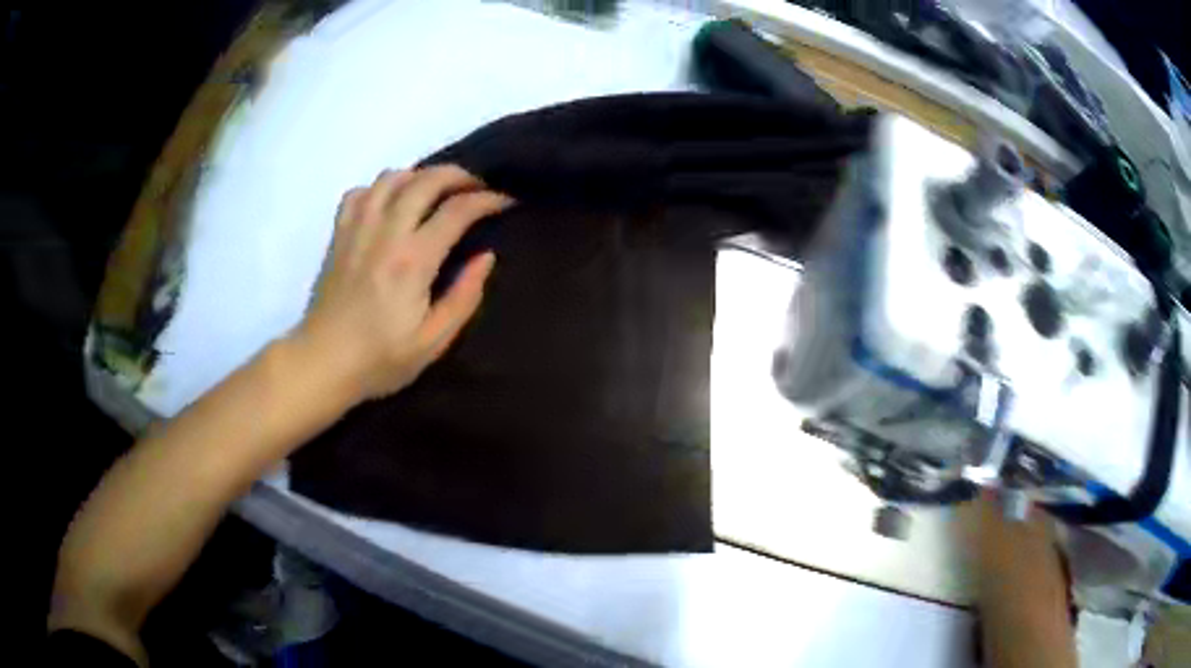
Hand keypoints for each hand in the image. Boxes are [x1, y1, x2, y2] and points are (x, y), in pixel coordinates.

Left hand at [295, 165, 511, 403]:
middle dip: (458, 175)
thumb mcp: (433, 342)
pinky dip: (379, 188)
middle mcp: (385, 233)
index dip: (487, 200)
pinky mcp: (338, 235)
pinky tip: (389, 203)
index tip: (505, 202)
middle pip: (425, 180)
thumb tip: (485, 257)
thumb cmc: (379, 359)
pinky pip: (359, 192)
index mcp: (413, 261)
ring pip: (391, 177)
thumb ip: (464, 297)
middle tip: (476, 187)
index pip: (457, 211)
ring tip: (435, 191)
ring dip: (420, 175)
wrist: (322, 362)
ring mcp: (357, 230)